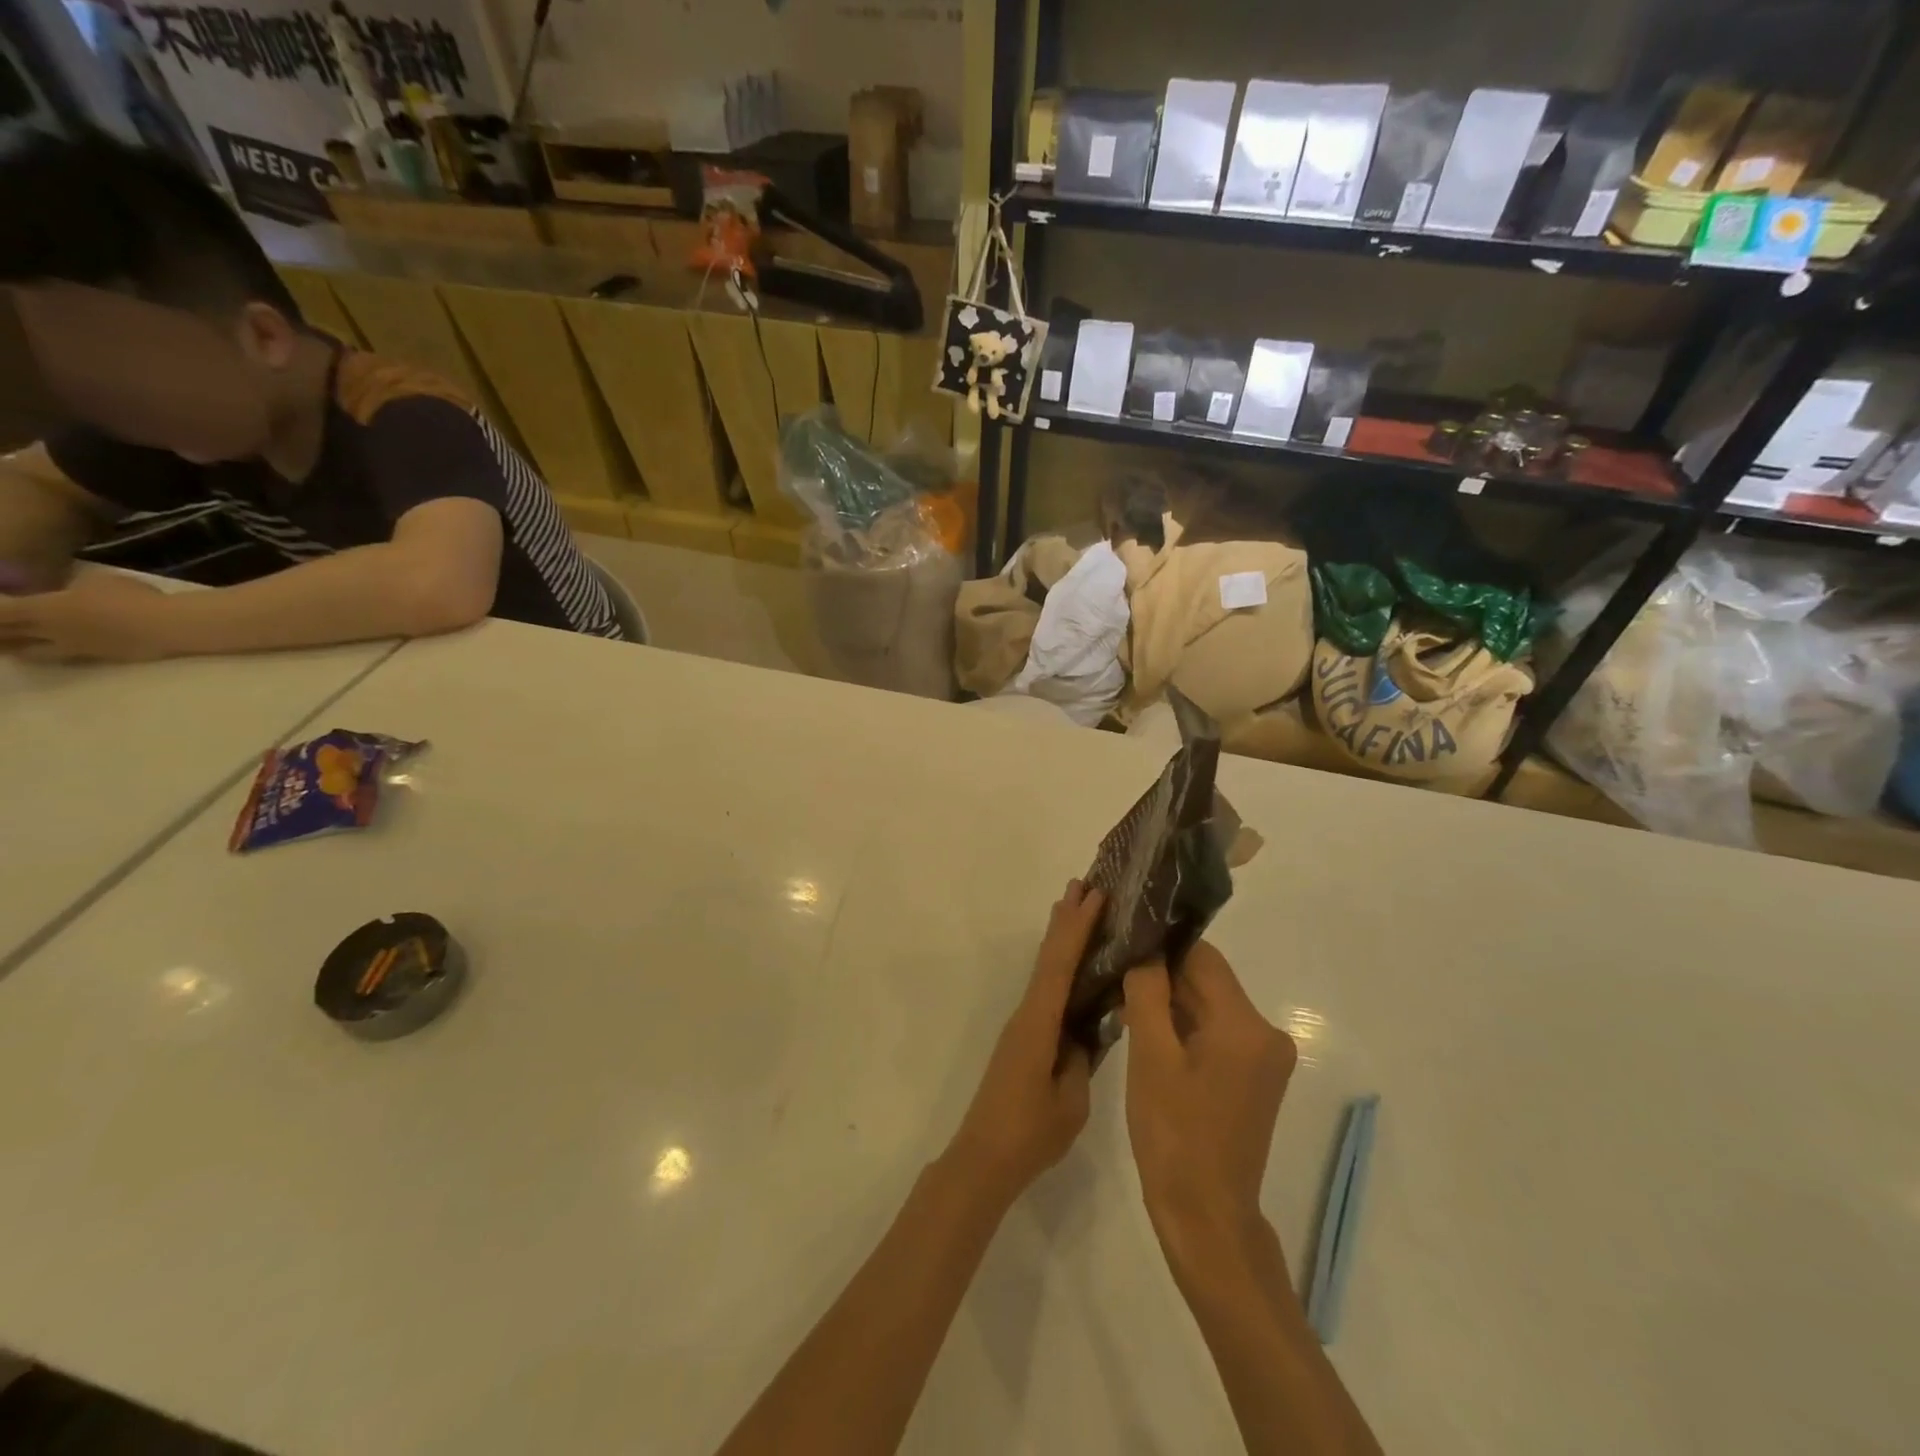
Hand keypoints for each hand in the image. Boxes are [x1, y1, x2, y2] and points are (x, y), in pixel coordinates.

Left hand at [0, 571, 174, 662]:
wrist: (169, 626)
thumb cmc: (132, 597)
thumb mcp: (96, 581)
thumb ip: (71, 588)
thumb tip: (63, 593)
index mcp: (43, 608)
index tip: (0, 605)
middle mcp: (50, 632)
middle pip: (6, 637)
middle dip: (0, 633)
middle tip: (2, 629)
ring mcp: (76, 648)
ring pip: (30, 653)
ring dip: (17, 648)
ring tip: (15, 645)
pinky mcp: (100, 658)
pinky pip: (64, 656)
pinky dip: (53, 652)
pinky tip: (59, 647)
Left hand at [946, 880, 1105, 1203]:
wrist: (983, 1158)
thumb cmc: (1029, 1133)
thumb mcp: (1070, 1100)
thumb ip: (1081, 1058)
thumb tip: (1086, 1028)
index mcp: (1038, 1023)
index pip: (1060, 964)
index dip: (1078, 928)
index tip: (1095, 894)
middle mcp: (1027, 1013)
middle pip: (1047, 956)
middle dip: (1066, 919)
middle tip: (1084, 883)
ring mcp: (1023, 1024)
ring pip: (1044, 969)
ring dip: (1060, 936)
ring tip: (1076, 906)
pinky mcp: (1024, 1038)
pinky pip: (1044, 988)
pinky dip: (1057, 964)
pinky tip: (1069, 965)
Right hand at [1122, 943, 1296, 1263]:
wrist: (1205, 1216)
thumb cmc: (1174, 1135)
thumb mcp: (1151, 1057)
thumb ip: (1148, 993)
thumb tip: (1145, 951)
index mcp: (1246, 1026)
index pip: (1203, 958)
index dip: (1162, 947)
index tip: (1124, 946)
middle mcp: (1266, 1034)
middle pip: (1208, 982)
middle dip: (1163, 977)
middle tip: (1116, 976)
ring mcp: (1263, 1059)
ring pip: (1209, 1007)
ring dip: (1170, 1003)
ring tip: (1123, 1004)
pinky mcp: (1254, 1078)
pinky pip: (1215, 1033)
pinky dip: (1184, 1029)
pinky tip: (1147, 1035)